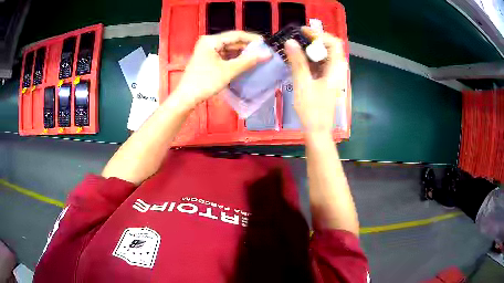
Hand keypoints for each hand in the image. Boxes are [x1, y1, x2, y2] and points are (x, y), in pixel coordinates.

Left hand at [172, 31, 271, 108]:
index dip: (252, 39)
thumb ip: (248, 61)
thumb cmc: (205, 82)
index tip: (266, 43)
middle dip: (247, 47)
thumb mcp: (228, 71)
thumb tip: (267, 54)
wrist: (186, 98)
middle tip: (263, 53)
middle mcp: (209, 42)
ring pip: (229, 49)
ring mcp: (207, 51)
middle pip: (232, 42)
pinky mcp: (207, 59)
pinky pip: (224, 56)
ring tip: (257, 58)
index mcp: (211, 40)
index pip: (236, 35)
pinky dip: (234, 60)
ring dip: (242, 54)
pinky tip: (245, 64)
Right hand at [285, 28, 347, 135]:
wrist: (317, 131)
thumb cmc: (312, 110)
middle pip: (330, 48)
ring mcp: (333, 77)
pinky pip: (320, 65)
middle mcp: (337, 71)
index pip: (334, 43)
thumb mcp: (303, 84)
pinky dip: (310, 60)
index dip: (319, 35)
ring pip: (325, 56)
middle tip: (297, 39)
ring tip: (295, 48)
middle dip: (314, 41)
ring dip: (311, 50)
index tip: (303, 32)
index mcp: (336, 70)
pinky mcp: (327, 82)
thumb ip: (297, 62)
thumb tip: (290, 41)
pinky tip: (299, 61)